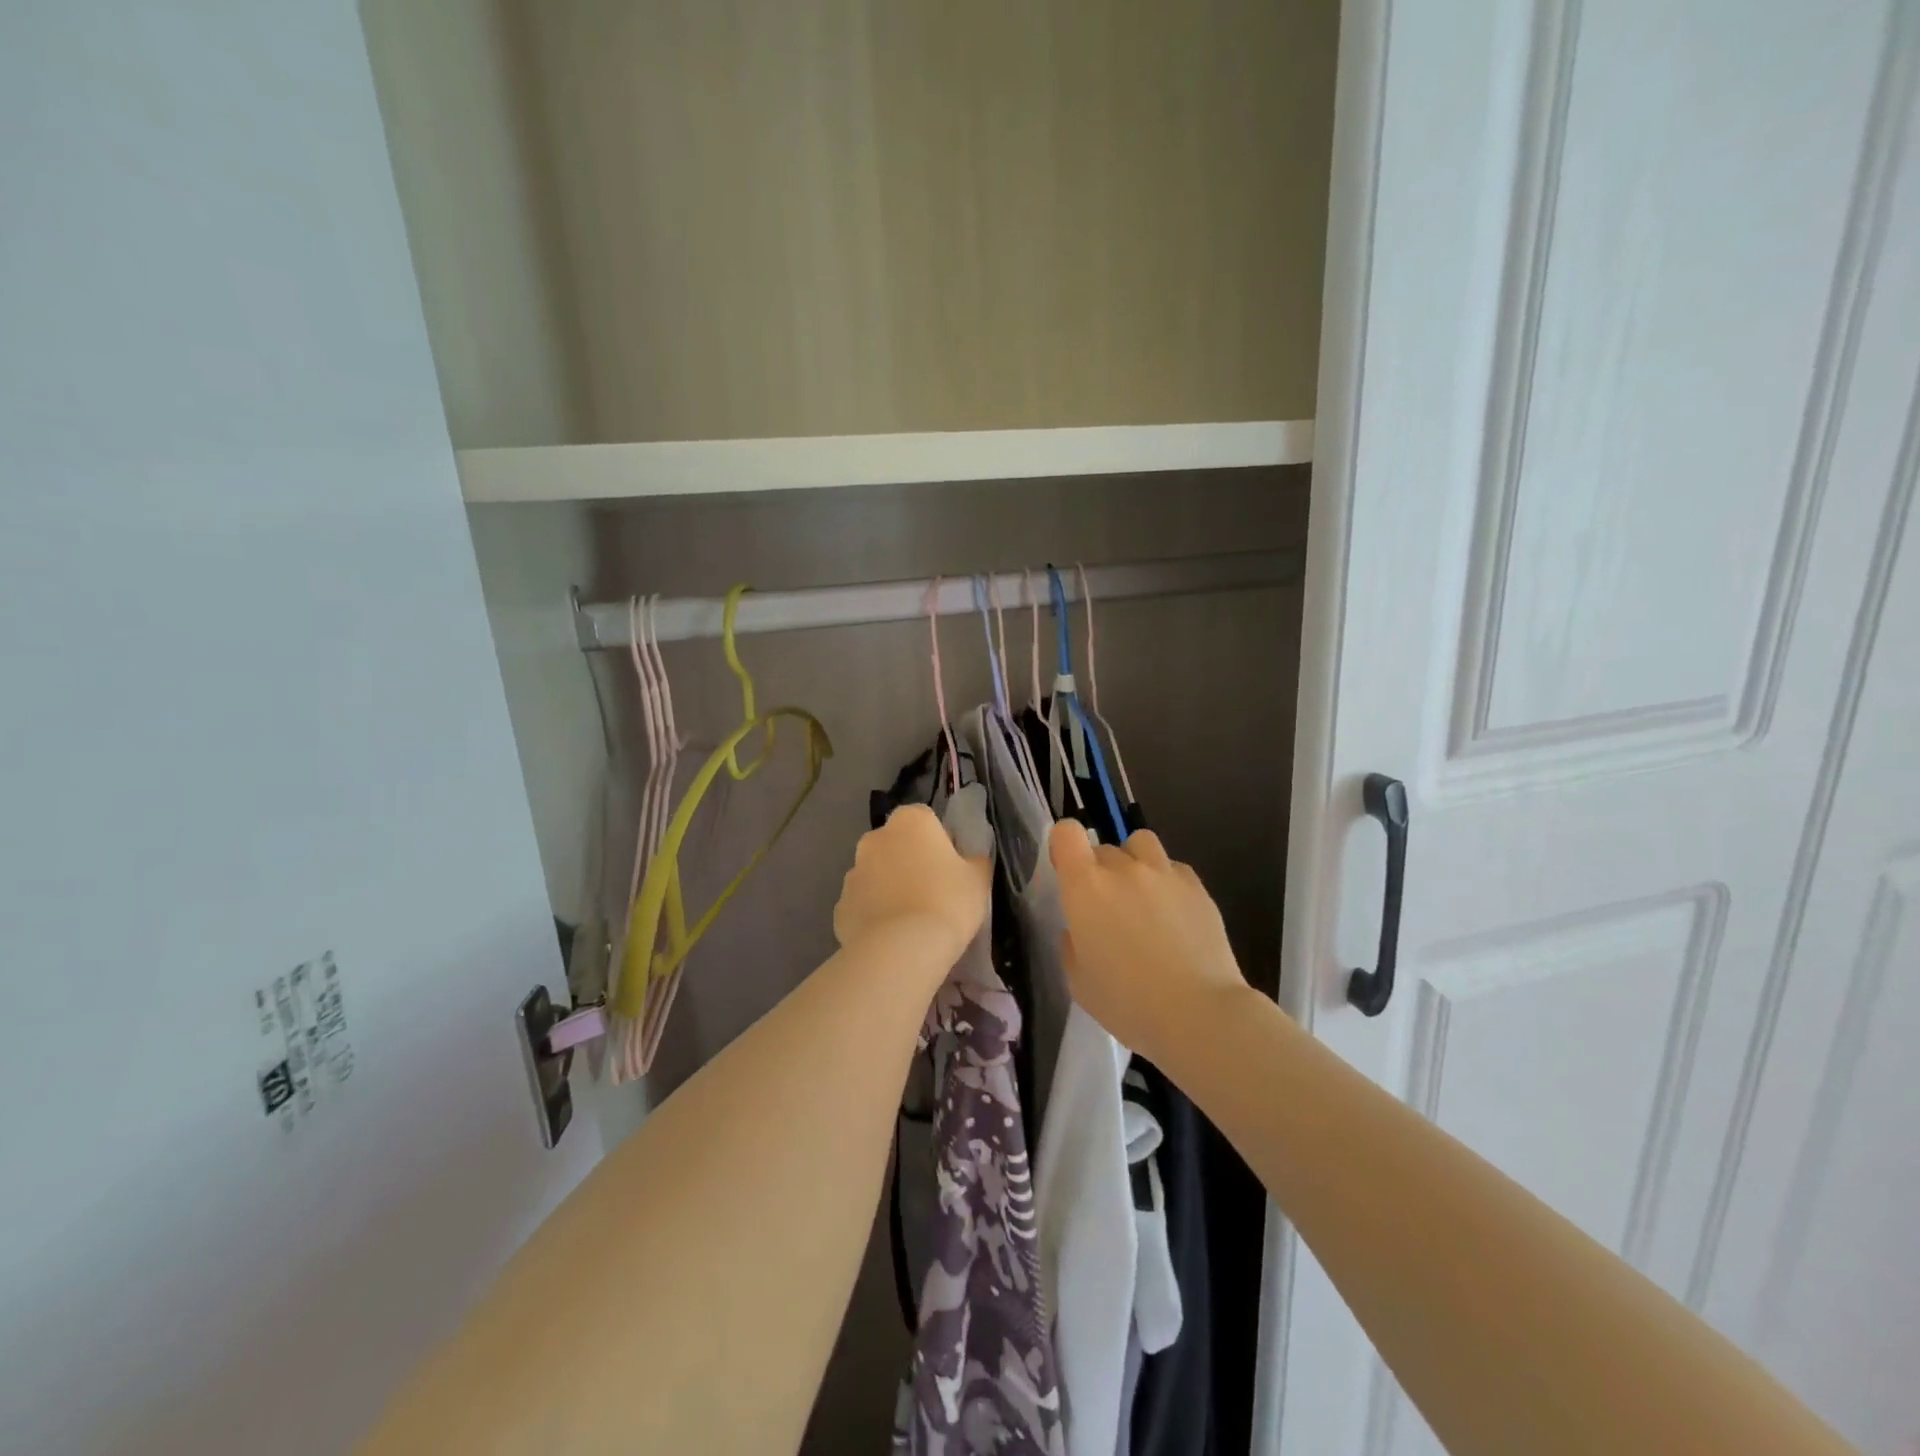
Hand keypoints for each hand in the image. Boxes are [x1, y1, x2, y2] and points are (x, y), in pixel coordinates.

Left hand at [834, 804, 990, 974]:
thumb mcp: (978, 879)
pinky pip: (863, 903)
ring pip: (877, 873)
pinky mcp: (840, 905)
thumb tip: (969, 859)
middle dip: (910, 861)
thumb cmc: (948, 903)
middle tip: (933, 892)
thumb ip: (974, 860)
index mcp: (910, 821)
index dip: (940, 842)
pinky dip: (874, 913)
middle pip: (897, 844)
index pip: (926, 820)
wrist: (901, 950)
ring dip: (890, 886)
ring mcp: (853, 872)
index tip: (952, 868)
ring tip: (911, 919)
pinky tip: (891, 936)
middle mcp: (876, 838)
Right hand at [1048, 822, 1251, 1066]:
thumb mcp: (1078, 981)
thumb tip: (1080, 929)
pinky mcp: (1197, 886)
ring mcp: (1164, 873)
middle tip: (1107, 909)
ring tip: (1141, 896)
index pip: (1066, 833)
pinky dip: (1166, 881)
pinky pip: (1173, 868)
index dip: (1064, 846)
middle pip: (1103, 848)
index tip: (1068, 871)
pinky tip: (1173, 914)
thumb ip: (1073, 943)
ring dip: (1134, 862)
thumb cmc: (1128, 1003)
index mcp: (1085, 887)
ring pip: (1141, 844)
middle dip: (1099, 871)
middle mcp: (1123, 869)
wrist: (1199, 1014)